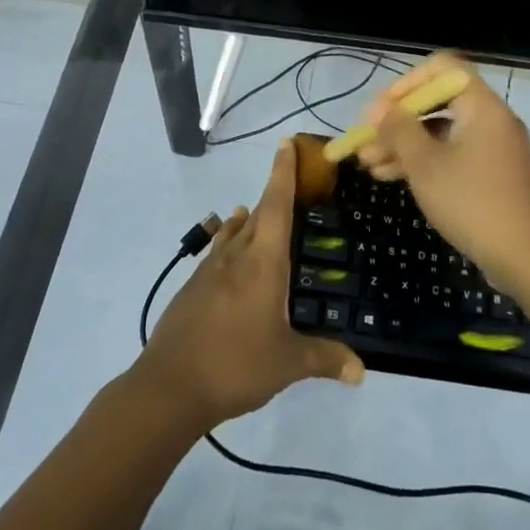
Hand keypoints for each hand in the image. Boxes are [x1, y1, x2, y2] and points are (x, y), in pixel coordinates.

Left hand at [136, 140, 364, 428]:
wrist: (169, 386)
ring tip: (255, 210)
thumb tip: (361, 371)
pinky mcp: (192, 289)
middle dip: (272, 195)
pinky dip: (227, 242)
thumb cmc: (235, 364)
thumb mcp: (287, 364)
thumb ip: (324, 359)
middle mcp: (235, 257)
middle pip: (256, 215)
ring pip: (232, 233)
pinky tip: (227, 253)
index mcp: (262, 263)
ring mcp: (209, 271)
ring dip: (247, 219)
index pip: (276, 206)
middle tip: (289, 184)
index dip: (282, 173)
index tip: (285, 144)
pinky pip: (217, 253)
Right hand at [354, 53, 529, 293]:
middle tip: (365, 141)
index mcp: (481, 105)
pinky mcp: (492, 175)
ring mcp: (493, 149)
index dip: (406, 82)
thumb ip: (399, 130)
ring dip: (404, 144)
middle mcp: (490, 119)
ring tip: (368, 165)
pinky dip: (424, 161)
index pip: (442, 68)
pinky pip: (452, 155)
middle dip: (398, 121)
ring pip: (441, 133)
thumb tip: (381, 110)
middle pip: (438, 102)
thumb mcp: (425, 164)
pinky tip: (392, 177)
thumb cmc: (472, 202)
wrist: (528, 259)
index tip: (380, 110)